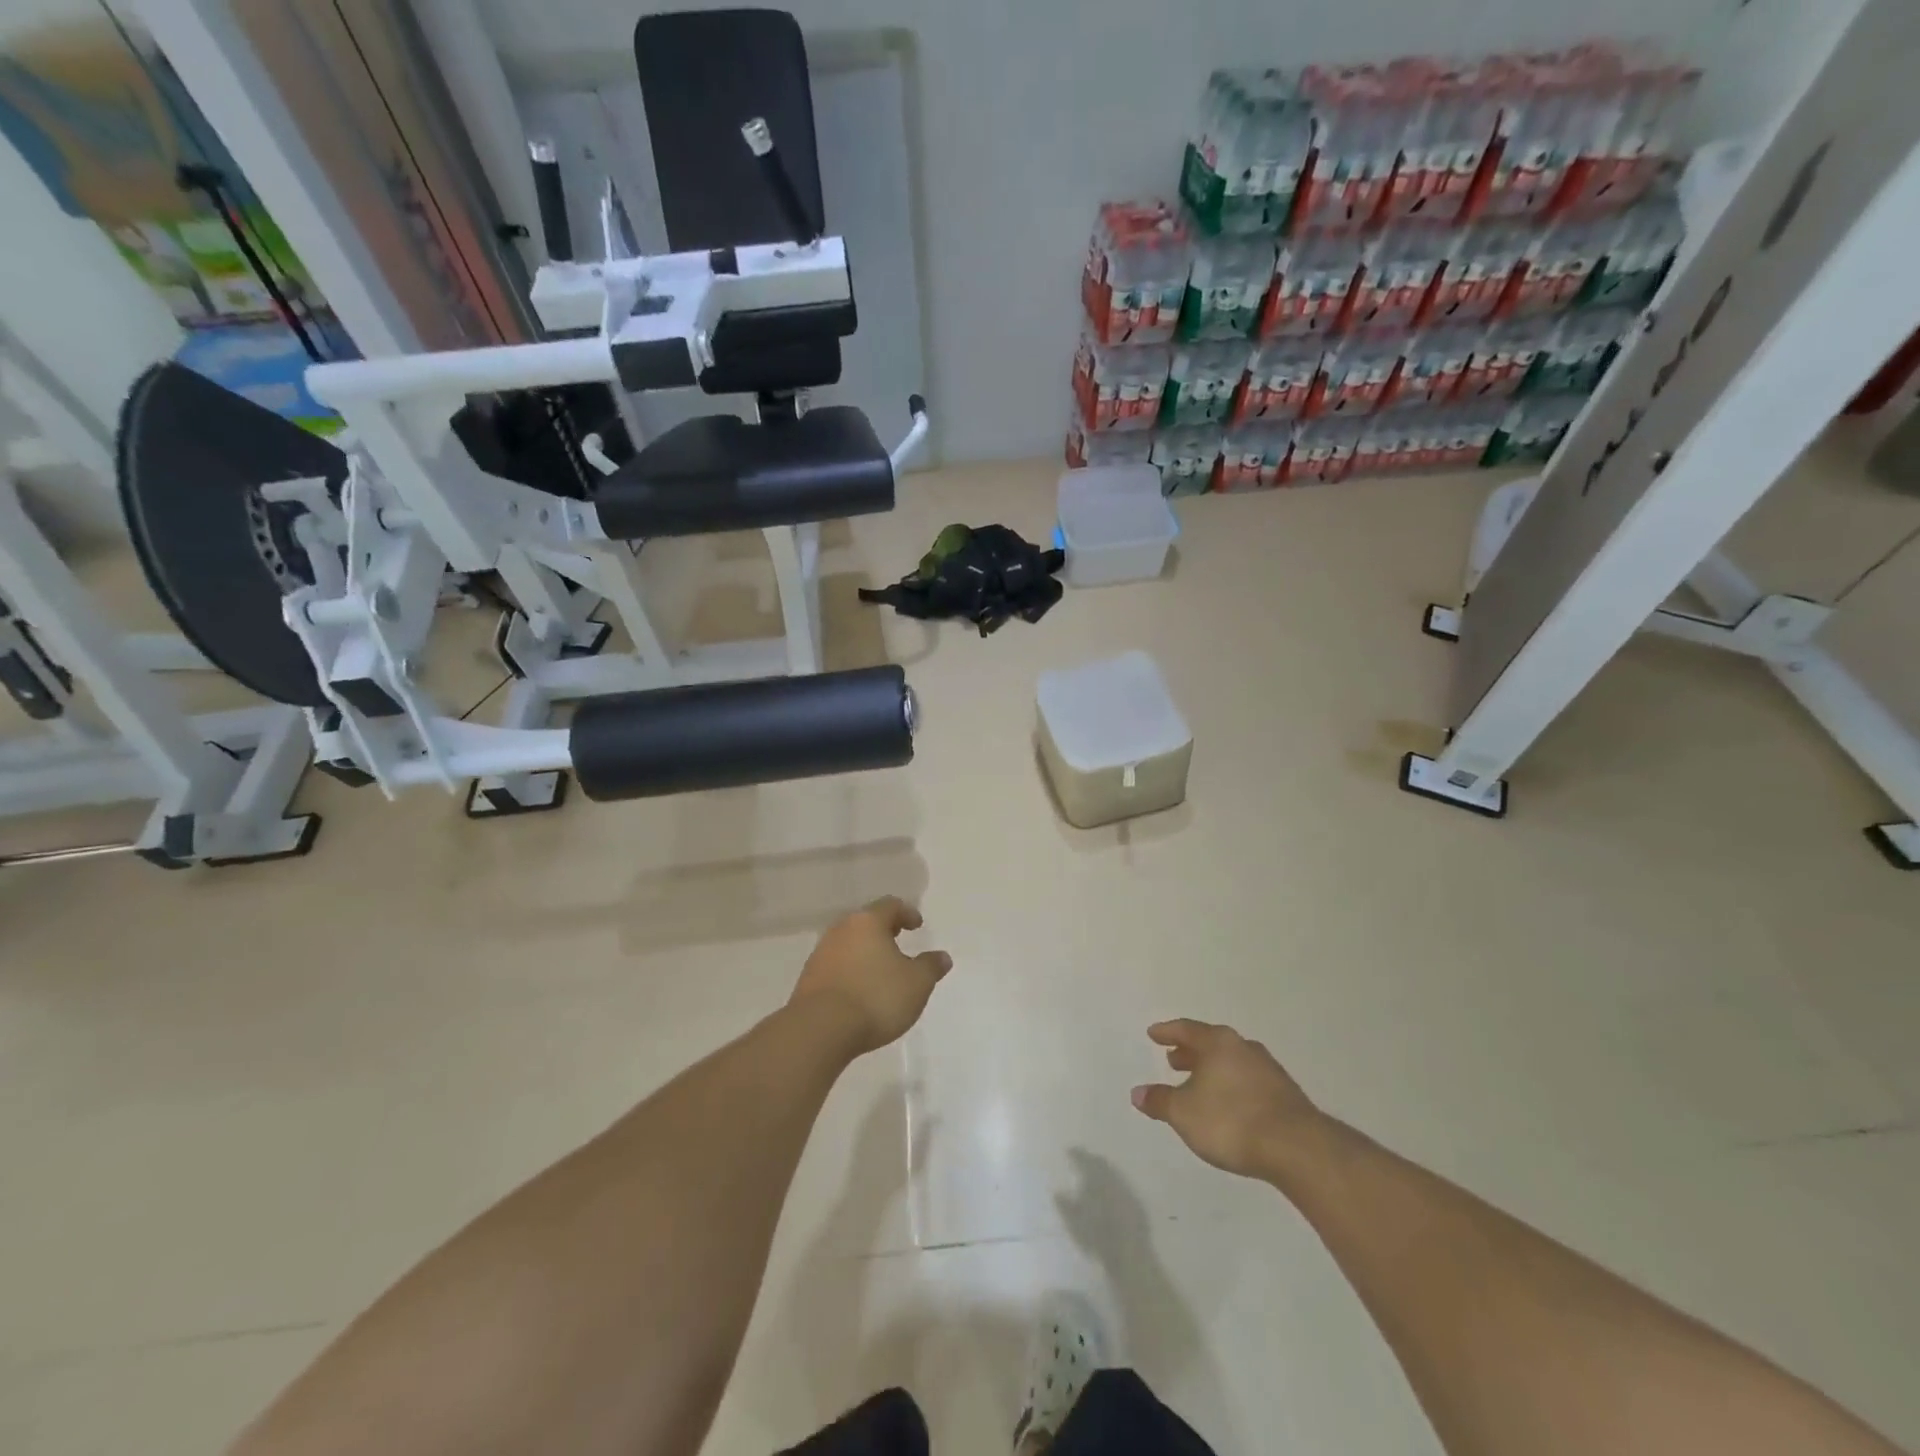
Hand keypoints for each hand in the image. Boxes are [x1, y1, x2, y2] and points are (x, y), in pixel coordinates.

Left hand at [791, 898, 952, 1055]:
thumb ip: (930, 967)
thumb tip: (942, 957)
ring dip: (865, 951)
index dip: (906, 913)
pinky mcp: (809, 978)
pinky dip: (851, 969)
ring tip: (880, 968)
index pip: (890, 905)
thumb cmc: (876, 997)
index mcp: (868, 922)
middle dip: (883, 929)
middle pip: (866, 922)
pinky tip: (860, 988)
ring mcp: (821, 953)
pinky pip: (836, 965)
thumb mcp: (916, 984)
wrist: (820, 1029)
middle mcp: (841, 930)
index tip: (917, 925)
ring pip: (849, 943)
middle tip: (898, 939)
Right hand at [1131, 1019, 1323, 1180]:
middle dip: (1191, 1052)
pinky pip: (1249, 1080)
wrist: (1297, 1148)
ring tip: (1199, 1085)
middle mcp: (1243, 1047)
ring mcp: (1269, 1069)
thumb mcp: (1184, 1114)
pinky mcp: (1286, 1094)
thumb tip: (1137, 1093)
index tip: (1153, 1034)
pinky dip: (1232, 1086)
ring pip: (1232, 1062)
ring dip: (1213, 1070)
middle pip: (1211, 1044)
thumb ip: (1160, 1101)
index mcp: (1218, 1043)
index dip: (1167, 1032)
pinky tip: (1229, 1105)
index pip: (1186, 1029)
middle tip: (1174, 1060)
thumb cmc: (1231, 1121)